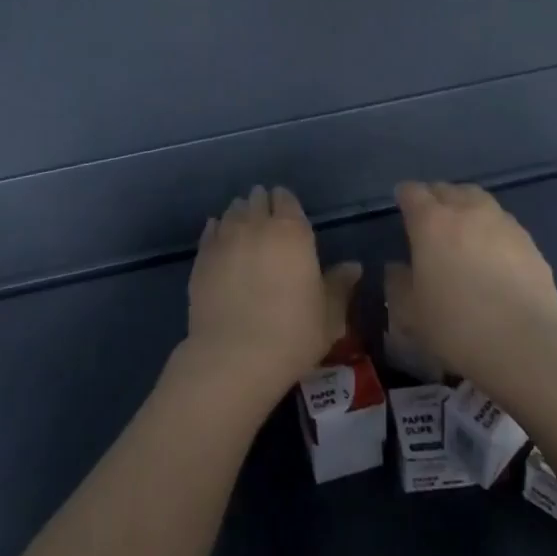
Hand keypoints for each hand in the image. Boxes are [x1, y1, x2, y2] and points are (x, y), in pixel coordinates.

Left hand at [180, 186, 360, 405]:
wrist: (234, 356)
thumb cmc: (292, 334)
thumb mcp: (329, 316)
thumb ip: (340, 286)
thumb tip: (353, 267)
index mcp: (292, 232)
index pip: (286, 199)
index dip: (286, 204)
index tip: (288, 217)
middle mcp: (257, 225)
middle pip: (257, 199)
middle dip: (262, 205)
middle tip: (266, 222)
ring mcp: (226, 237)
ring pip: (233, 210)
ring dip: (240, 215)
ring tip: (244, 230)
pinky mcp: (202, 255)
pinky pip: (211, 230)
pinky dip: (218, 230)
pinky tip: (222, 243)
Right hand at [392, 181, 556, 407]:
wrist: (527, 345)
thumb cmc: (457, 326)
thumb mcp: (411, 313)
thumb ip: (399, 284)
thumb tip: (399, 268)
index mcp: (431, 222)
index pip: (412, 192)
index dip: (404, 197)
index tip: (402, 207)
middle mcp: (466, 211)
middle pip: (447, 189)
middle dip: (435, 198)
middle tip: (431, 219)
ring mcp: (502, 223)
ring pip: (478, 199)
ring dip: (466, 207)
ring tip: (463, 230)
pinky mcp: (529, 242)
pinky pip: (502, 223)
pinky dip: (492, 229)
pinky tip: (493, 254)